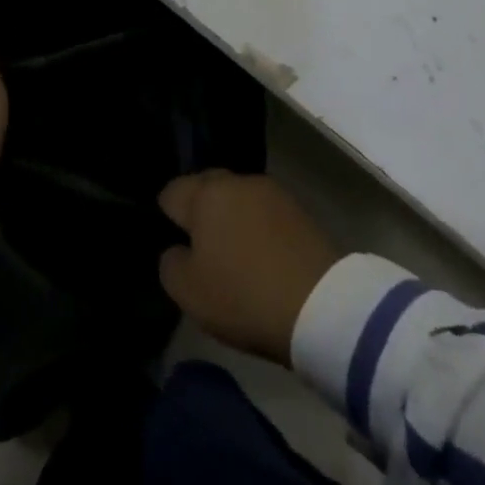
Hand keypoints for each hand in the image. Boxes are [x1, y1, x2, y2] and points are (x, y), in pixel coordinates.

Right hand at [157, 171, 341, 365]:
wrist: (318, 303)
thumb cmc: (243, 295)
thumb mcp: (189, 292)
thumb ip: (170, 263)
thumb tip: (176, 248)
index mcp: (206, 194)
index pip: (171, 191)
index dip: (166, 216)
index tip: (172, 243)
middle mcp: (237, 180)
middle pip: (206, 187)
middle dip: (199, 210)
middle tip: (199, 247)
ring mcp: (271, 190)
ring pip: (237, 196)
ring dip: (230, 215)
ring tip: (232, 251)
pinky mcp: (297, 207)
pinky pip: (262, 210)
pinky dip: (256, 225)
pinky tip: (259, 253)